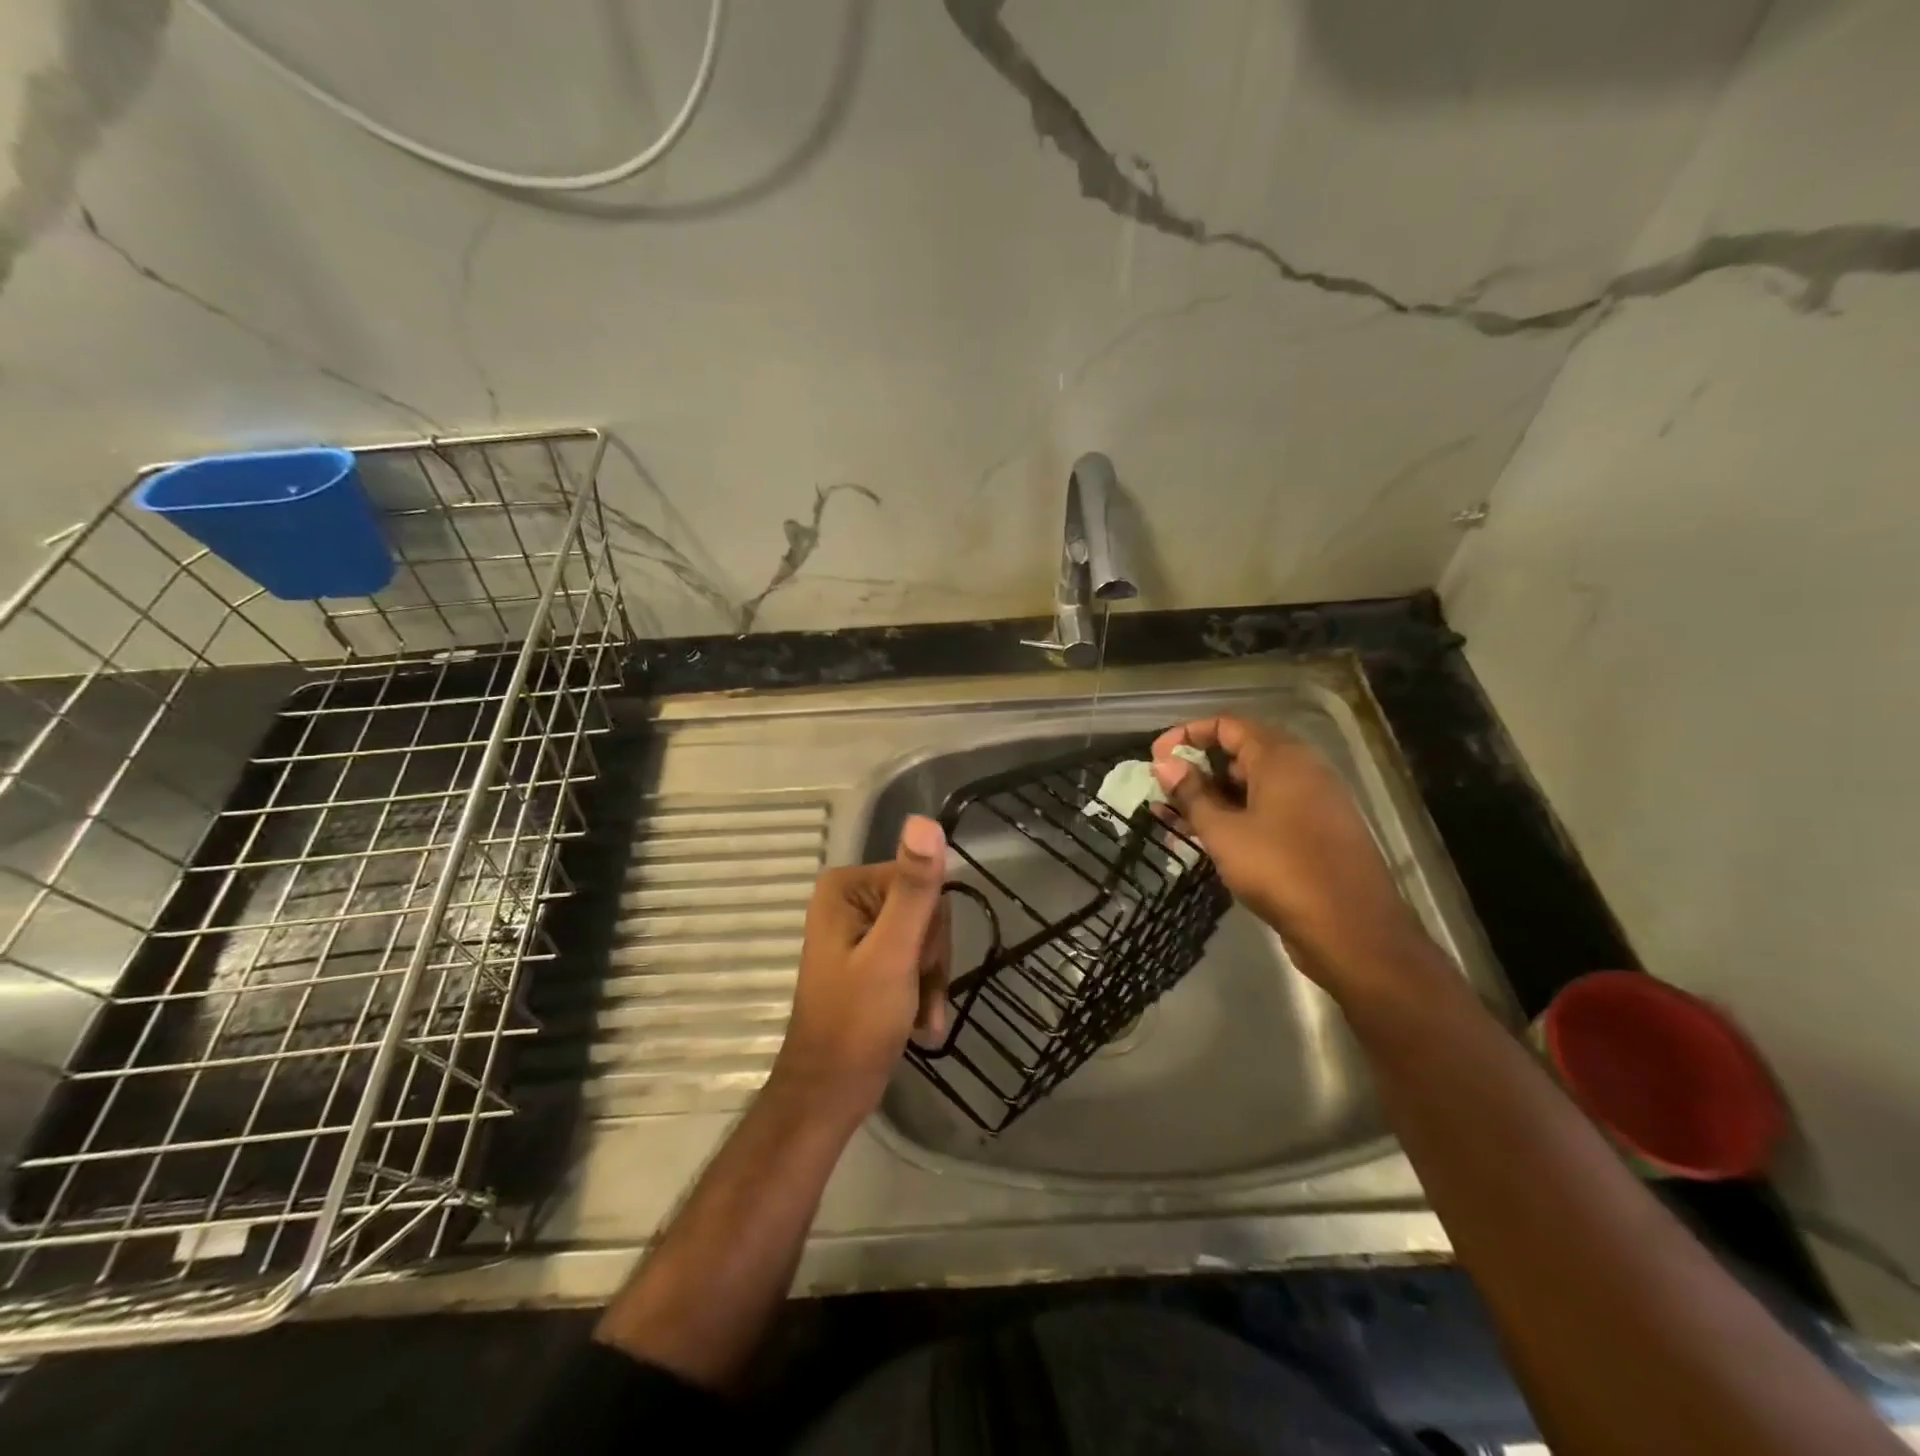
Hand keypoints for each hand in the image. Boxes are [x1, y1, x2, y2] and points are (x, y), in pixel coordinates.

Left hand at [772, 815, 950, 1121]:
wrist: (829, 1095)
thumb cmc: (856, 1024)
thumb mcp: (893, 953)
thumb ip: (913, 890)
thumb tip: (925, 820)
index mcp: (846, 886)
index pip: (921, 880)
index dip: (931, 929)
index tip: (920, 966)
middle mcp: (850, 899)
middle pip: (925, 909)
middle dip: (931, 958)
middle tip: (916, 993)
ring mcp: (858, 929)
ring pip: (926, 937)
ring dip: (930, 980)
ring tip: (918, 1015)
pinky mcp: (867, 957)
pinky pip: (914, 958)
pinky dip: (922, 991)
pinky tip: (918, 1022)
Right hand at [1151, 716, 1435, 995]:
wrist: (1352, 930)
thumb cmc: (1280, 870)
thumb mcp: (1224, 832)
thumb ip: (1191, 795)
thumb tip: (1164, 764)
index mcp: (1281, 758)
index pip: (1227, 725)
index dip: (1187, 734)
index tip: (1156, 757)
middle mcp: (1302, 770)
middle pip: (1240, 753)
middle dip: (1197, 769)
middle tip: (1163, 792)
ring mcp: (1313, 802)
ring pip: (1252, 787)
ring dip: (1212, 798)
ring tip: (1174, 818)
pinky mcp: (1316, 833)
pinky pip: (1268, 811)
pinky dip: (1236, 817)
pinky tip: (1208, 839)